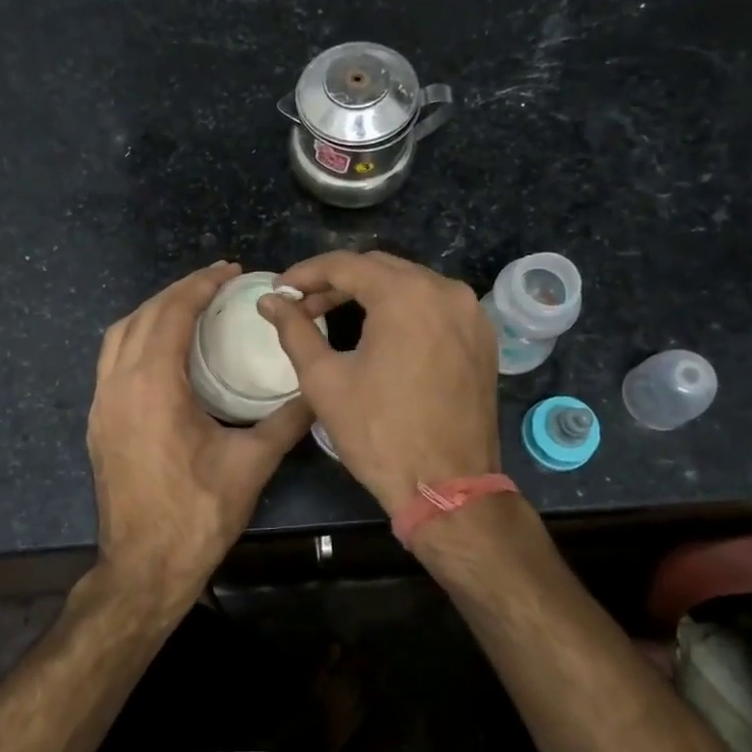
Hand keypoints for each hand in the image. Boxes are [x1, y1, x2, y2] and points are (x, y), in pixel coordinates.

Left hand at [88, 262, 312, 606]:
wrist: (143, 569)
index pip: (171, 313)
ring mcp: (101, 405)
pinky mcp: (98, 424)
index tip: (230, 271)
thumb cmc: (197, 515)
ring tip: (190, 307)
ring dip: (153, 312)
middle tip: (216, 283)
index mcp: (152, 387)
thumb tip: (318, 389)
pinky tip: (165, 351)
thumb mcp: (252, 464)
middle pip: (141, 316)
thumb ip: (287, 419)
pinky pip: (112, 362)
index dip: (200, 285)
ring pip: (118, 336)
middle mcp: (117, 386)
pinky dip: (137, 340)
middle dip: (178, 291)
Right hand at [257, 251, 499, 515]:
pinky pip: (435, 307)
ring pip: (410, 285)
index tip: (280, 288)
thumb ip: (294, 330)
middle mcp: (446, 291)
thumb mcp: (325, 380)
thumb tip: (269, 301)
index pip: (346, 264)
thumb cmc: (379, 433)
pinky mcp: (482, 338)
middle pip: (381, 268)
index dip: (306, 273)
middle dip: (337, 282)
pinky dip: (403, 310)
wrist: (448, 487)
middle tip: (303, 305)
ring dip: (370, 294)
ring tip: (333, 316)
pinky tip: (379, 332)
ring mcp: (471, 314)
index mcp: (407, 295)